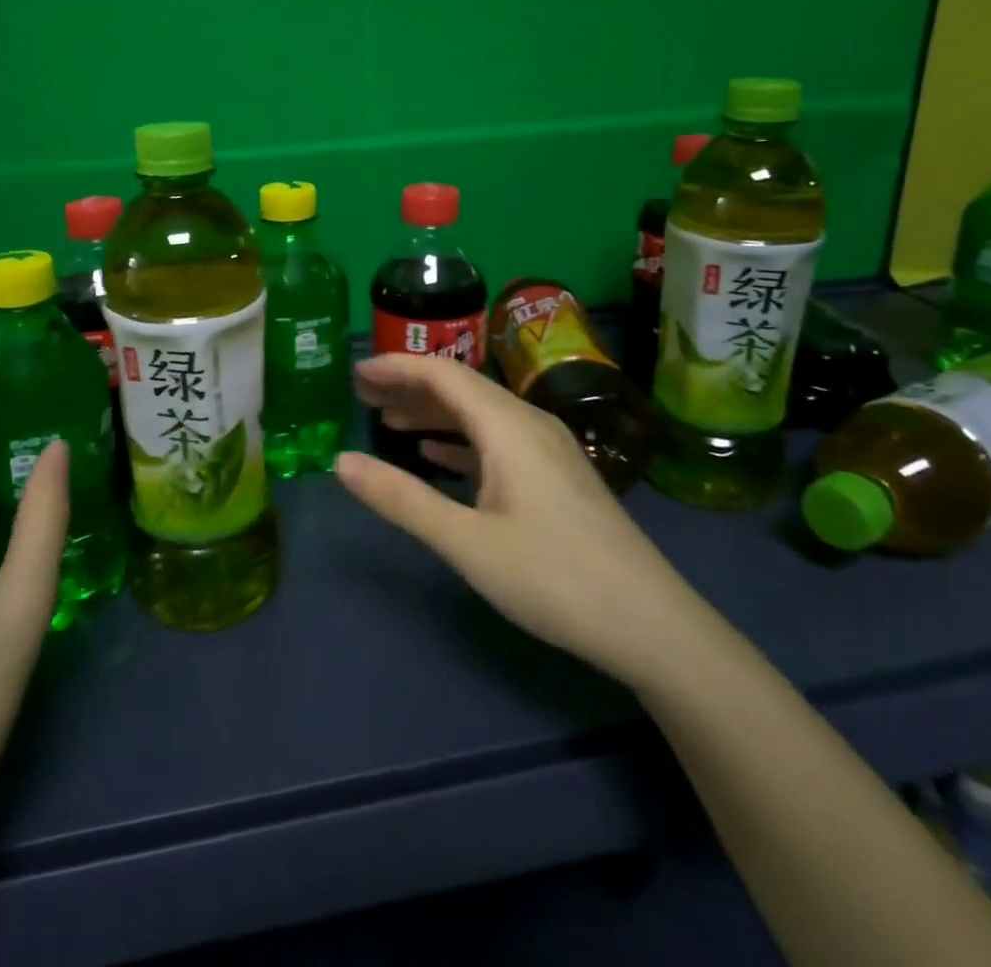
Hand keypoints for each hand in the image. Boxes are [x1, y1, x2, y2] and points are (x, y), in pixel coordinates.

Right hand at [335, 354, 707, 686]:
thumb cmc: (553, 578)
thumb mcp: (467, 542)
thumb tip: (341, 462)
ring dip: (432, 413)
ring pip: (479, 414)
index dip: (396, 366)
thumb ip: (401, 499)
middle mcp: (528, 423)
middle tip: (362, 395)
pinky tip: (436, 456)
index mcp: (507, 426)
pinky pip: (496, 440)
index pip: (443, 373)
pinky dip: (459, 441)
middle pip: (460, 387)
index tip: (356, 373)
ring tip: (387, 422)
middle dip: (409, 386)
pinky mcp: (555, 475)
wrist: (650, 624)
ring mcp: (547, 448)